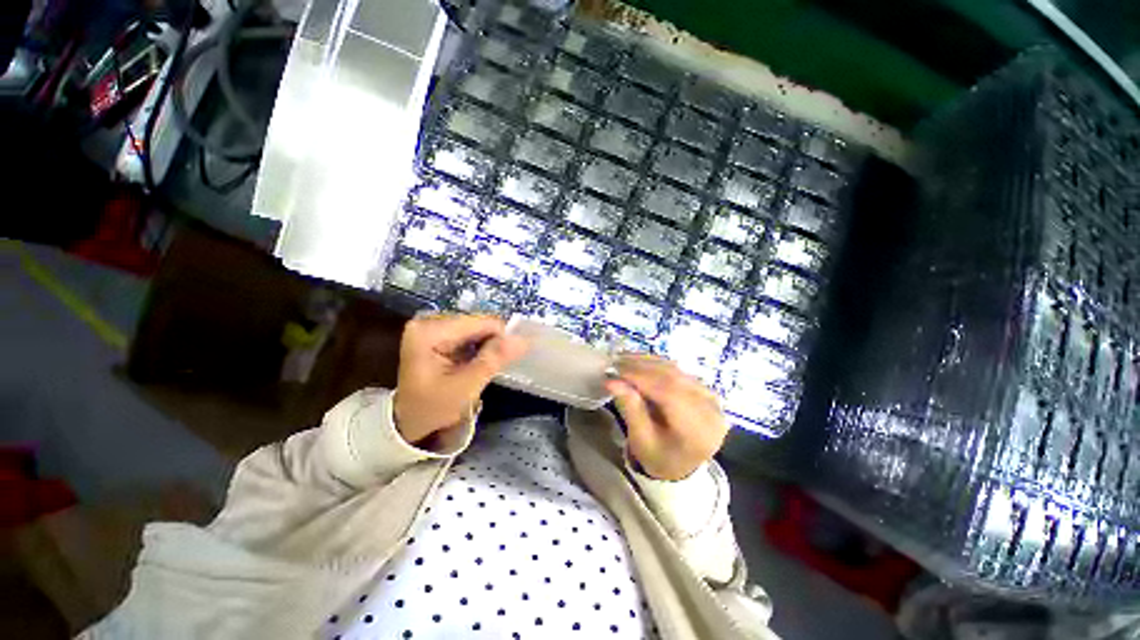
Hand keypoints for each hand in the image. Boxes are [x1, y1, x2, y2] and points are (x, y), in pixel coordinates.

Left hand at [394, 314, 527, 445]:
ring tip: (483, 366)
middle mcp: (429, 321)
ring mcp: (433, 326)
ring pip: (477, 329)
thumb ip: (494, 359)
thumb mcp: (465, 387)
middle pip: (479, 324)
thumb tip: (523, 339)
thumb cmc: (432, 408)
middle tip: (493, 367)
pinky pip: (469, 334)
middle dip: (492, 343)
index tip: (507, 360)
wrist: (408, 423)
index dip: (501, 339)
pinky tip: (475, 362)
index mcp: (430, 331)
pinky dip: (478, 348)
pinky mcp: (438, 334)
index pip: (481, 323)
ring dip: (486, 346)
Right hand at [605, 355, 727, 480]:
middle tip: (615, 361)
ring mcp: (711, 397)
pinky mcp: (705, 388)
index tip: (615, 371)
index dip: (641, 378)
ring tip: (623, 358)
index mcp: (698, 432)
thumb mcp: (641, 440)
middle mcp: (711, 410)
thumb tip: (612, 381)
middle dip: (642, 367)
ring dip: (648, 362)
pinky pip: (679, 370)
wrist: (680, 465)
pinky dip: (657, 364)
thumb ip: (630, 409)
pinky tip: (639, 361)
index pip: (670, 394)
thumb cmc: (659, 456)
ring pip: (676, 370)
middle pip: (674, 378)